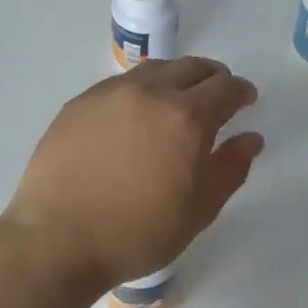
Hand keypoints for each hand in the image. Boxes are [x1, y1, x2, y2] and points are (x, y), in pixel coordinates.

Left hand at [0, 57, 264, 292]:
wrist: (57, 240)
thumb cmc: (137, 233)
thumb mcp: (199, 210)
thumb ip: (230, 168)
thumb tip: (251, 138)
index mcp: (187, 117)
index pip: (225, 87)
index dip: (241, 91)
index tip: (245, 101)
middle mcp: (151, 92)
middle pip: (193, 67)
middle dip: (213, 78)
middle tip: (216, 98)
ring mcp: (111, 92)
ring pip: (156, 68)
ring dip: (176, 78)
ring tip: (176, 102)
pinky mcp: (81, 101)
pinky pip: (121, 83)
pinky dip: (141, 90)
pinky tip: (134, 116)